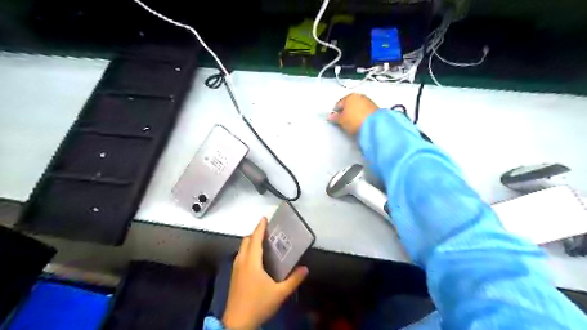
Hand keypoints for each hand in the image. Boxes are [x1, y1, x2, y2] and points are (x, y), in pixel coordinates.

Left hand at [223, 218, 308, 328]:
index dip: (260, 227)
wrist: (237, 323)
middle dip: (255, 233)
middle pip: (246, 241)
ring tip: (262, 242)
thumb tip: (305, 269)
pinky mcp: (234, 275)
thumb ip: (294, 280)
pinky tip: (255, 258)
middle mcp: (242, 261)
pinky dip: (247, 250)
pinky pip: (240, 255)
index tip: (264, 218)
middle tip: (267, 232)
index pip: (255, 239)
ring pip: (242, 248)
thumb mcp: (279, 293)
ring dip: (250, 242)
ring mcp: (236, 268)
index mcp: (252, 262)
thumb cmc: (258, 304)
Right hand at [329, 93, 378, 134]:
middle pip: (348, 104)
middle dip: (345, 112)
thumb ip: (334, 117)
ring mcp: (368, 101)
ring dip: (354, 113)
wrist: (374, 124)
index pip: (338, 104)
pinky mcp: (375, 108)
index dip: (335, 112)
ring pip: (357, 107)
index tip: (335, 120)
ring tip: (352, 123)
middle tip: (343, 121)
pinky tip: (360, 122)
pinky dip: (361, 115)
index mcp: (349, 96)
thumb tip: (330, 116)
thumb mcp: (341, 120)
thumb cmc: (354, 120)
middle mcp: (359, 96)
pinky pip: (364, 111)